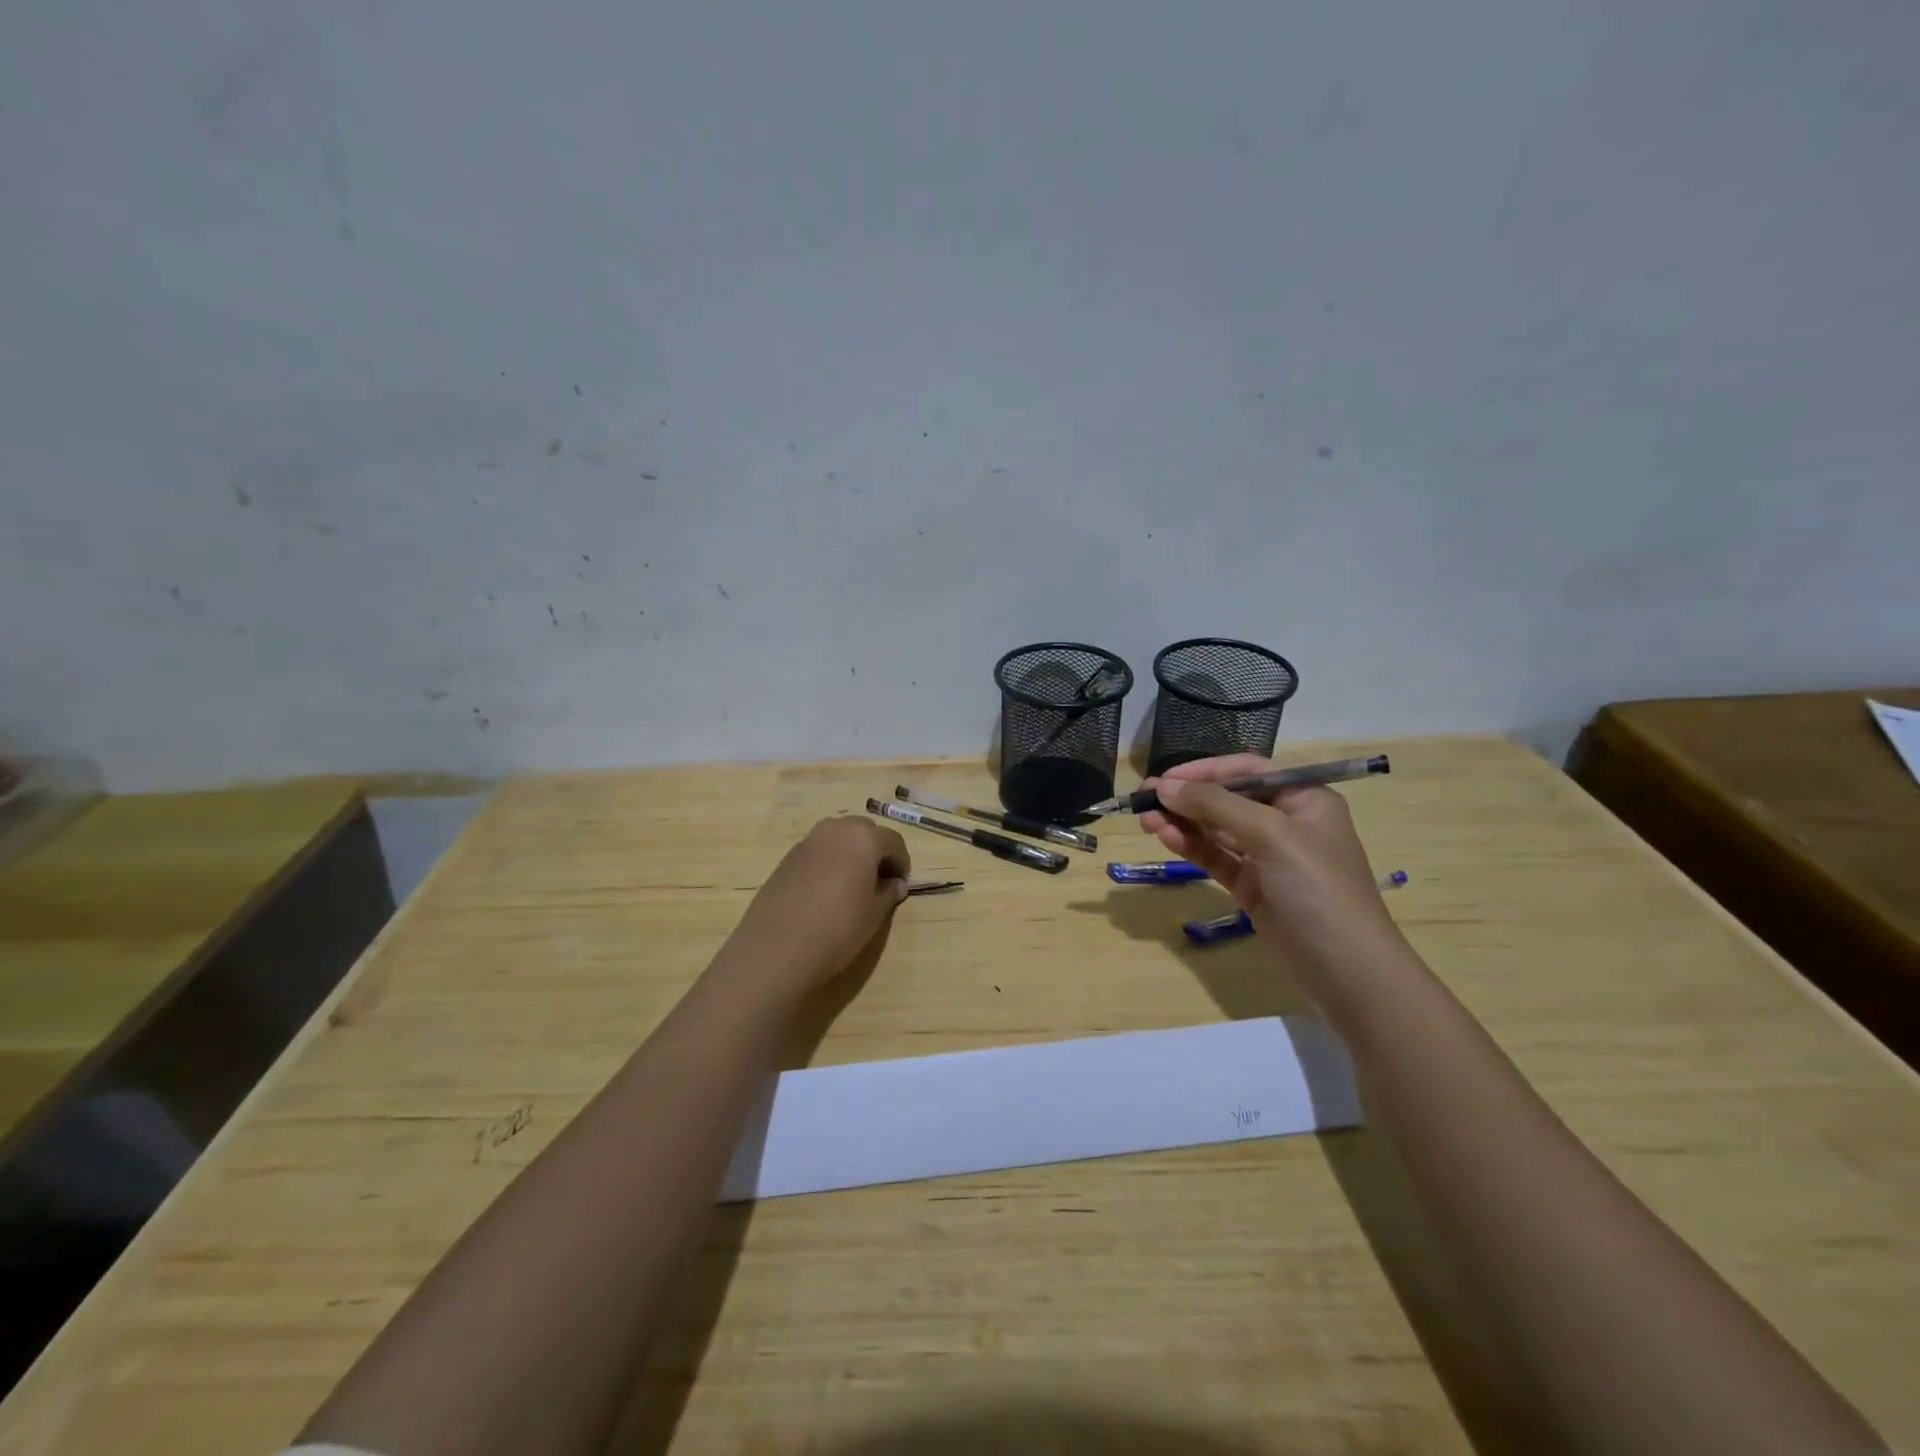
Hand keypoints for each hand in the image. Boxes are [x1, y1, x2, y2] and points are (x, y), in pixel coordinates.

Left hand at [729, 816, 911, 993]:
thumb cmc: (838, 927)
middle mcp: (836, 829)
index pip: (894, 841)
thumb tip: (894, 883)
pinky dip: (828, 862)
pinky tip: (826, 892)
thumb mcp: (874, 913)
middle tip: (878, 881)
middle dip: (875, 851)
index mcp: (864, 837)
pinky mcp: (787, 857)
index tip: (901, 886)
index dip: (902, 863)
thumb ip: (888, 892)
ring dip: (850, 854)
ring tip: (852, 885)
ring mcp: (807, 841)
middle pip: (864, 832)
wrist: (777, 947)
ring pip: (838, 838)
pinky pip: (818, 852)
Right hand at [1140, 755, 1405, 976]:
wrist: (1346, 970)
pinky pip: (1215, 857)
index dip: (1206, 770)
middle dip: (1187, 797)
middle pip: (1228, 798)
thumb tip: (1165, 787)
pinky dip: (1191, 846)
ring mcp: (1268, 857)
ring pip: (1216, 829)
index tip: (1167, 777)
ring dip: (1182, 822)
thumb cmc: (1317, 888)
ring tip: (1145, 820)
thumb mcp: (1271, 835)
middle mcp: (1287, 823)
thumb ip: (1216, 806)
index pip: (1249, 770)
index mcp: (1304, 799)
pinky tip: (1166, 838)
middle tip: (1144, 798)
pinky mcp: (1252, 887)